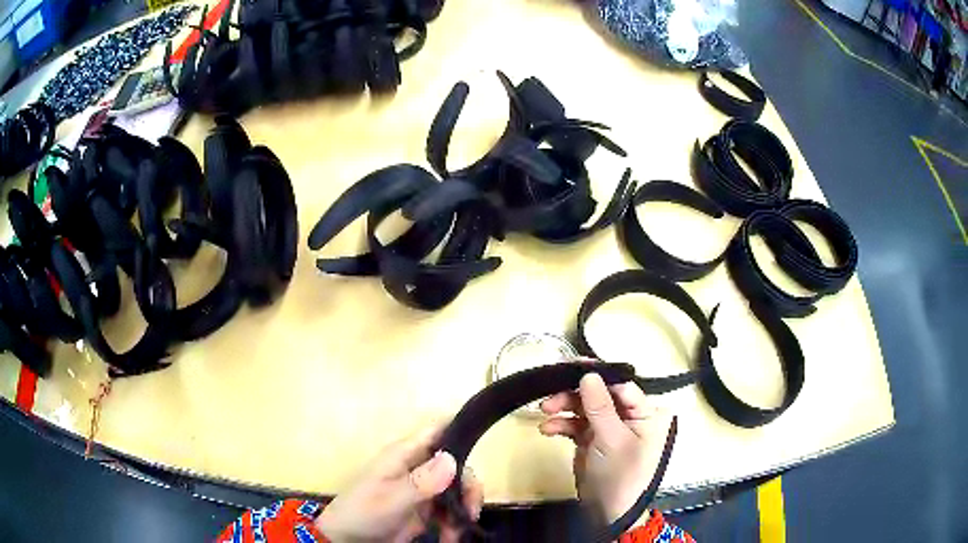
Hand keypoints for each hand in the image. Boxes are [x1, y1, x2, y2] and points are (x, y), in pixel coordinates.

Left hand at [316, 425, 483, 542]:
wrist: (347, 541)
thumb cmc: (363, 513)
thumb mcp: (391, 500)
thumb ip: (421, 482)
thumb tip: (452, 458)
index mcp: (405, 455)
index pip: (437, 430)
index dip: (461, 427)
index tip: (485, 438)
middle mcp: (417, 467)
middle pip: (457, 464)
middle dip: (468, 487)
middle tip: (470, 512)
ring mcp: (422, 489)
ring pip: (457, 489)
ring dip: (463, 509)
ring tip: (457, 532)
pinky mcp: (425, 509)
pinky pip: (450, 510)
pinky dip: (455, 523)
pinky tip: (449, 537)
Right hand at [539, 373, 671, 525]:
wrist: (607, 511)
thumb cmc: (620, 474)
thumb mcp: (612, 440)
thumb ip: (600, 406)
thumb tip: (588, 374)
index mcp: (644, 413)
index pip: (622, 385)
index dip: (598, 375)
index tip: (572, 366)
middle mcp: (628, 416)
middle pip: (600, 394)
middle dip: (575, 394)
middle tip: (550, 394)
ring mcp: (608, 427)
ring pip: (584, 407)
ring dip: (564, 407)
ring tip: (544, 411)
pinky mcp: (591, 439)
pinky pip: (575, 423)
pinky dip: (561, 424)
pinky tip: (547, 429)